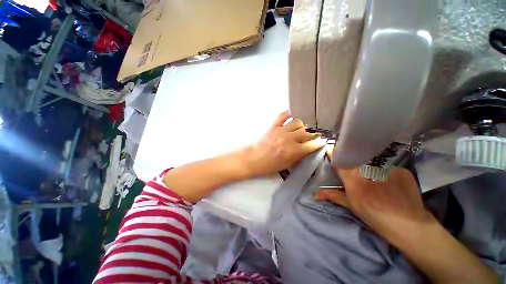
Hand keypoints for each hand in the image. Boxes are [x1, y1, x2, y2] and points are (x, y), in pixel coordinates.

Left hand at [242, 111, 325, 176]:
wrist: (254, 159)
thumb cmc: (270, 165)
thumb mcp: (287, 165)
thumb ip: (298, 156)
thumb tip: (307, 149)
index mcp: (294, 151)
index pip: (312, 144)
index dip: (320, 143)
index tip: (323, 141)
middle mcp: (289, 139)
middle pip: (307, 132)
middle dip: (314, 134)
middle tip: (315, 135)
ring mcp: (281, 130)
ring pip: (298, 122)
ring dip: (303, 125)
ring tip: (303, 128)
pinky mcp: (274, 126)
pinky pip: (283, 116)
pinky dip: (289, 114)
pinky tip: (292, 115)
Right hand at [315, 154, 433, 245]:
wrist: (409, 226)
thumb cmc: (375, 216)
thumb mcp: (352, 206)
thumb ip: (333, 195)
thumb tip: (315, 194)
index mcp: (352, 177)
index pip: (338, 160)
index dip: (333, 155)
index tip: (331, 152)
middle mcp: (367, 168)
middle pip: (355, 158)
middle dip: (352, 160)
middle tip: (354, 168)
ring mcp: (386, 167)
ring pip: (372, 161)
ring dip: (369, 166)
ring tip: (374, 177)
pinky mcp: (401, 169)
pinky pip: (388, 167)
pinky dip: (386, 172)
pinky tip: (390, 182)